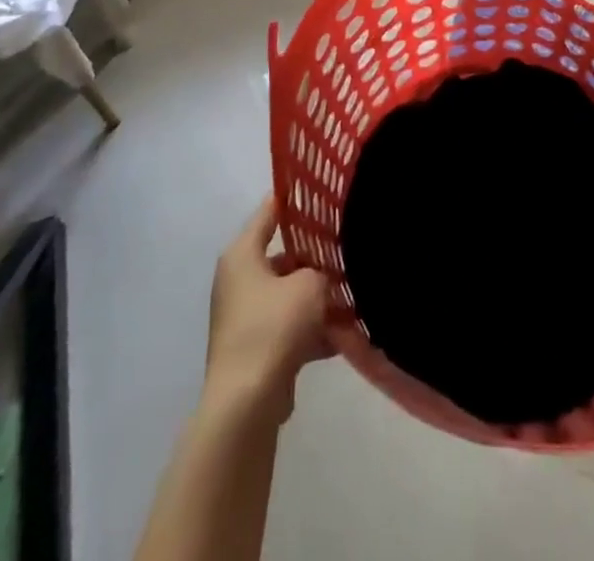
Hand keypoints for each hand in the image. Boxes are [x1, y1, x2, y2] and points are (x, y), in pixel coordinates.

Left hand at [204, 197, 332, 422]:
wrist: (246, 404)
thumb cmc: (273, 327)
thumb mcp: (309, 285)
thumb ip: (321, 270)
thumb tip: (323, 275)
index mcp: (242, 254)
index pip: (270, 210)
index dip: (296, 199)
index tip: (324, 190)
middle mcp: (239, 279)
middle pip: (283, 255)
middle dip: (316, 255)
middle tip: (347, 245)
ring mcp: (245, 316)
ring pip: (289, 293)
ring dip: (318, 296)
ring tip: (354, 292)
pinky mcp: (256, 348)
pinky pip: (289, 327)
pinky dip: (313, 330)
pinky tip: (346, 335)